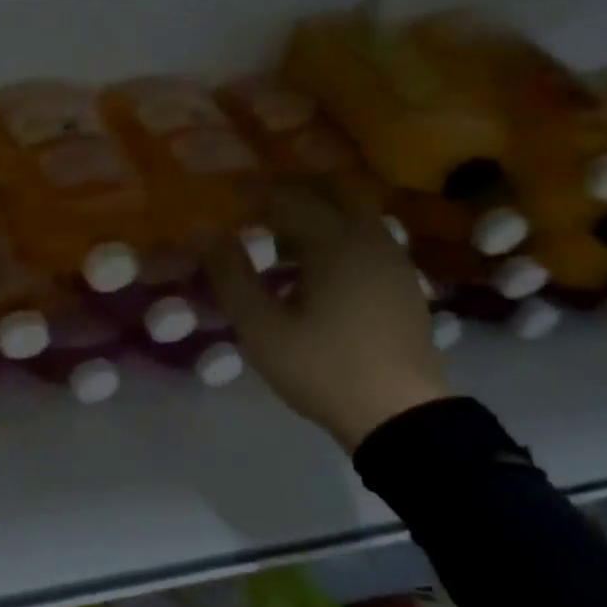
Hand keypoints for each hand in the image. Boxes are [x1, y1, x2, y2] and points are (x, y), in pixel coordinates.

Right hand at [205, 179, 450, 452]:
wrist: (400, 415)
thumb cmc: (322, 368)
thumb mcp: (261, 327)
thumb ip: (230, 275)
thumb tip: (204, 232)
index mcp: (334, 241)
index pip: (286, 196)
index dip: (249, 194)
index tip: (222, 201)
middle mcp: (369, 237)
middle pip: (327, 191)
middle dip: (286, 194)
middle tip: (251, 212)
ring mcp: (392, 258)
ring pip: (350, 213)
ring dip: (313, 215)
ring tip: (277, 244)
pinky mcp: (402, 281)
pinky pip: (365, 238)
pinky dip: (335, 237)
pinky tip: (314, 271)